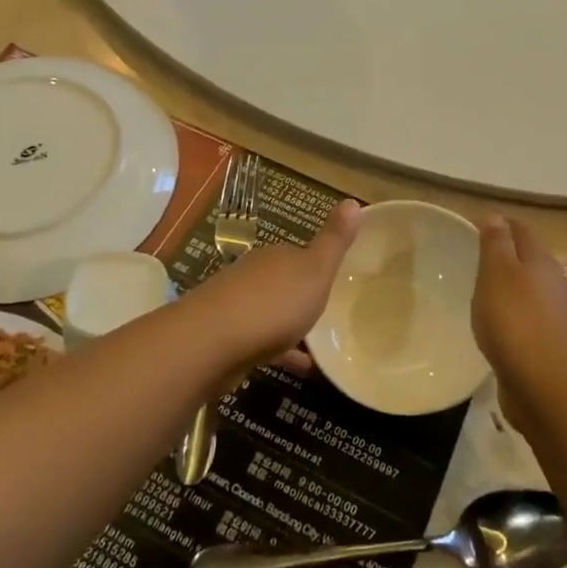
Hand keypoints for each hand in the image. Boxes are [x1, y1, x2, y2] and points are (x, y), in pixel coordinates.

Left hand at [181, 200, 361, 380]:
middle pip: (282, 281)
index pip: (298, 254)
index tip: (336, 278)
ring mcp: (236, 305)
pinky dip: (282, 351)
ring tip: (320, 342)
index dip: (317, 264)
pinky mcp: (227, 337)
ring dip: (290, 323)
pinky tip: (302, 367)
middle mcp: (254, 274)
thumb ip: (334, 241)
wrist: (212, 342)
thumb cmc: (273, 304)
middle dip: (301, 293)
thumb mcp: (315, 270)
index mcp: (277, 256)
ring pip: (270, 311)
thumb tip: (354, 200)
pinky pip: (262, 341)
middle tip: (331, 311)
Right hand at [473, 215, 566, 430]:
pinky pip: (528, 317)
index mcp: (541, 260)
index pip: (521, 230)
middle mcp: (553, 282)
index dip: (501, 223)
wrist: (546, 385)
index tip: (476, 224)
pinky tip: (497, 323)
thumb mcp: (497, 273)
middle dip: (508, 253)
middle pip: (530, 258)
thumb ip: (496, 243)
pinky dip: (513, 312)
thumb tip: (496, 216)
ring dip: (512, 284)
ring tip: (483, 287)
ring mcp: (554, 315)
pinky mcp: (548, 343)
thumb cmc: (515, 320)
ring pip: (531, 288)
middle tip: (477, 254)